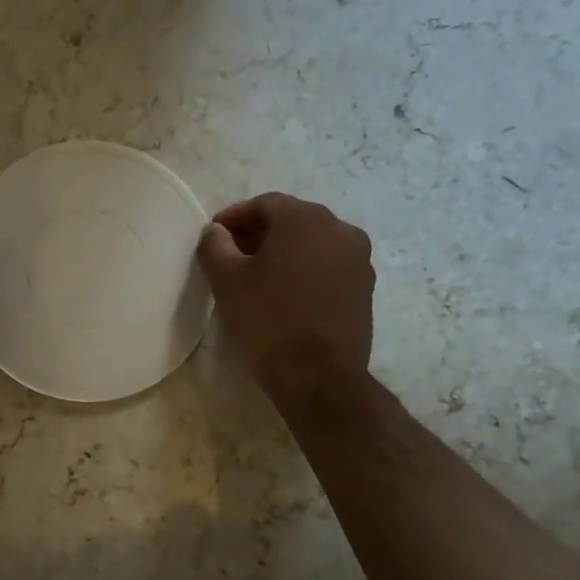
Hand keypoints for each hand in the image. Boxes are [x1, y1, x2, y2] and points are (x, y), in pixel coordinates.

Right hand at [197, 193, 375, 415]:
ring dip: (284, 250)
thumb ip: (215, 245)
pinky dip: (305, 268)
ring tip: (257, 275)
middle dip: (260, 232)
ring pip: (312, 242)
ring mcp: (358, 259)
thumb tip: (216, 232)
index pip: (265, 204)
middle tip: (232, 253)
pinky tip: (285, 292)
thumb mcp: (226, 280)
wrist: (318, 375)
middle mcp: (339, 229)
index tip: (214, 235)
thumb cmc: (267, 319)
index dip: (235, 216)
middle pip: (292, 220)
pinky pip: (328, 264)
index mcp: (305, 219)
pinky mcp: (365, 287)